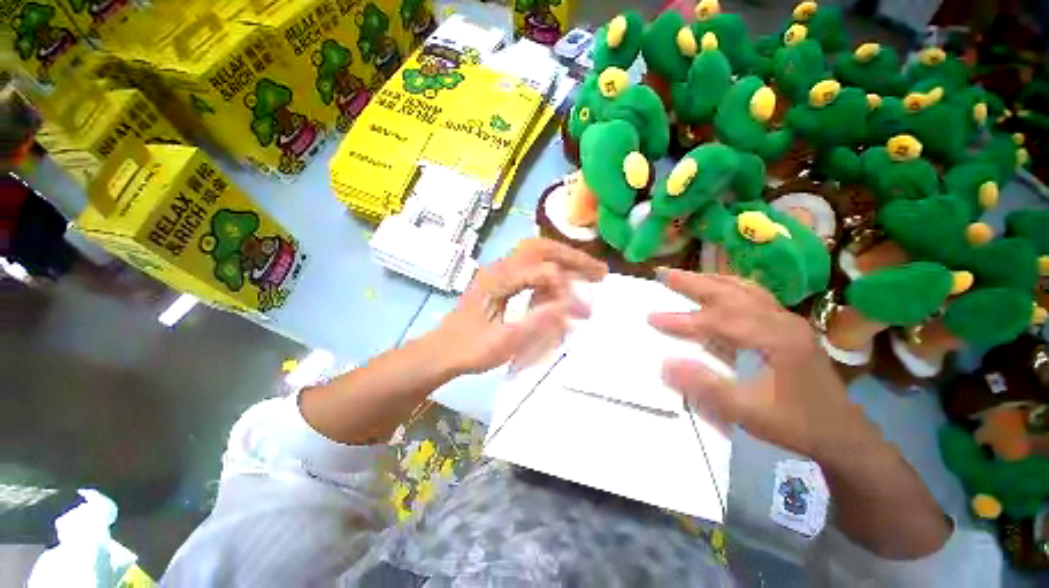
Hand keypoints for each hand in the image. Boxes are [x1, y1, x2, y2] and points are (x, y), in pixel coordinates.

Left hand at [431, 239, 607, 374]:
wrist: (443, 350)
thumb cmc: (470, 349)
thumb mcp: (502, 343)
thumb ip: (535, 324)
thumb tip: (568, 308)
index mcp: (497, 280)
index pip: (542, 272)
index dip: (566, 290)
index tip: (581, 313)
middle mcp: (500, 268)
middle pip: (541, 248)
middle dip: (573, 258)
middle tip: (599, 272)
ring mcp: (500, 271)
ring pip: (538, 253)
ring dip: (565, 261)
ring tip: (590, 274)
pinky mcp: (503, 280)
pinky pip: (533, 267)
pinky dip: (553, 273)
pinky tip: (564, 287)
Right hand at [648, 269, 861, 460]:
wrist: (842, 433)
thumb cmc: (796, 423)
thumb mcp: (748, 412)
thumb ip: (706, 387)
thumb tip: (665, 364)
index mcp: (776, 339)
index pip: (720, 321)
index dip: (683, 320)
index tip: (652, 318)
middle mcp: (782, 321)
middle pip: (732, 293)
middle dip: (695, 283)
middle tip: (665, 273)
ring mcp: (787, 320)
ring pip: (744, 290)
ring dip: (712, 281)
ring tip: (686, 276)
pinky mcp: (788, 326)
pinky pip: (754, 297)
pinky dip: (730, 288)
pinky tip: (720, 288)